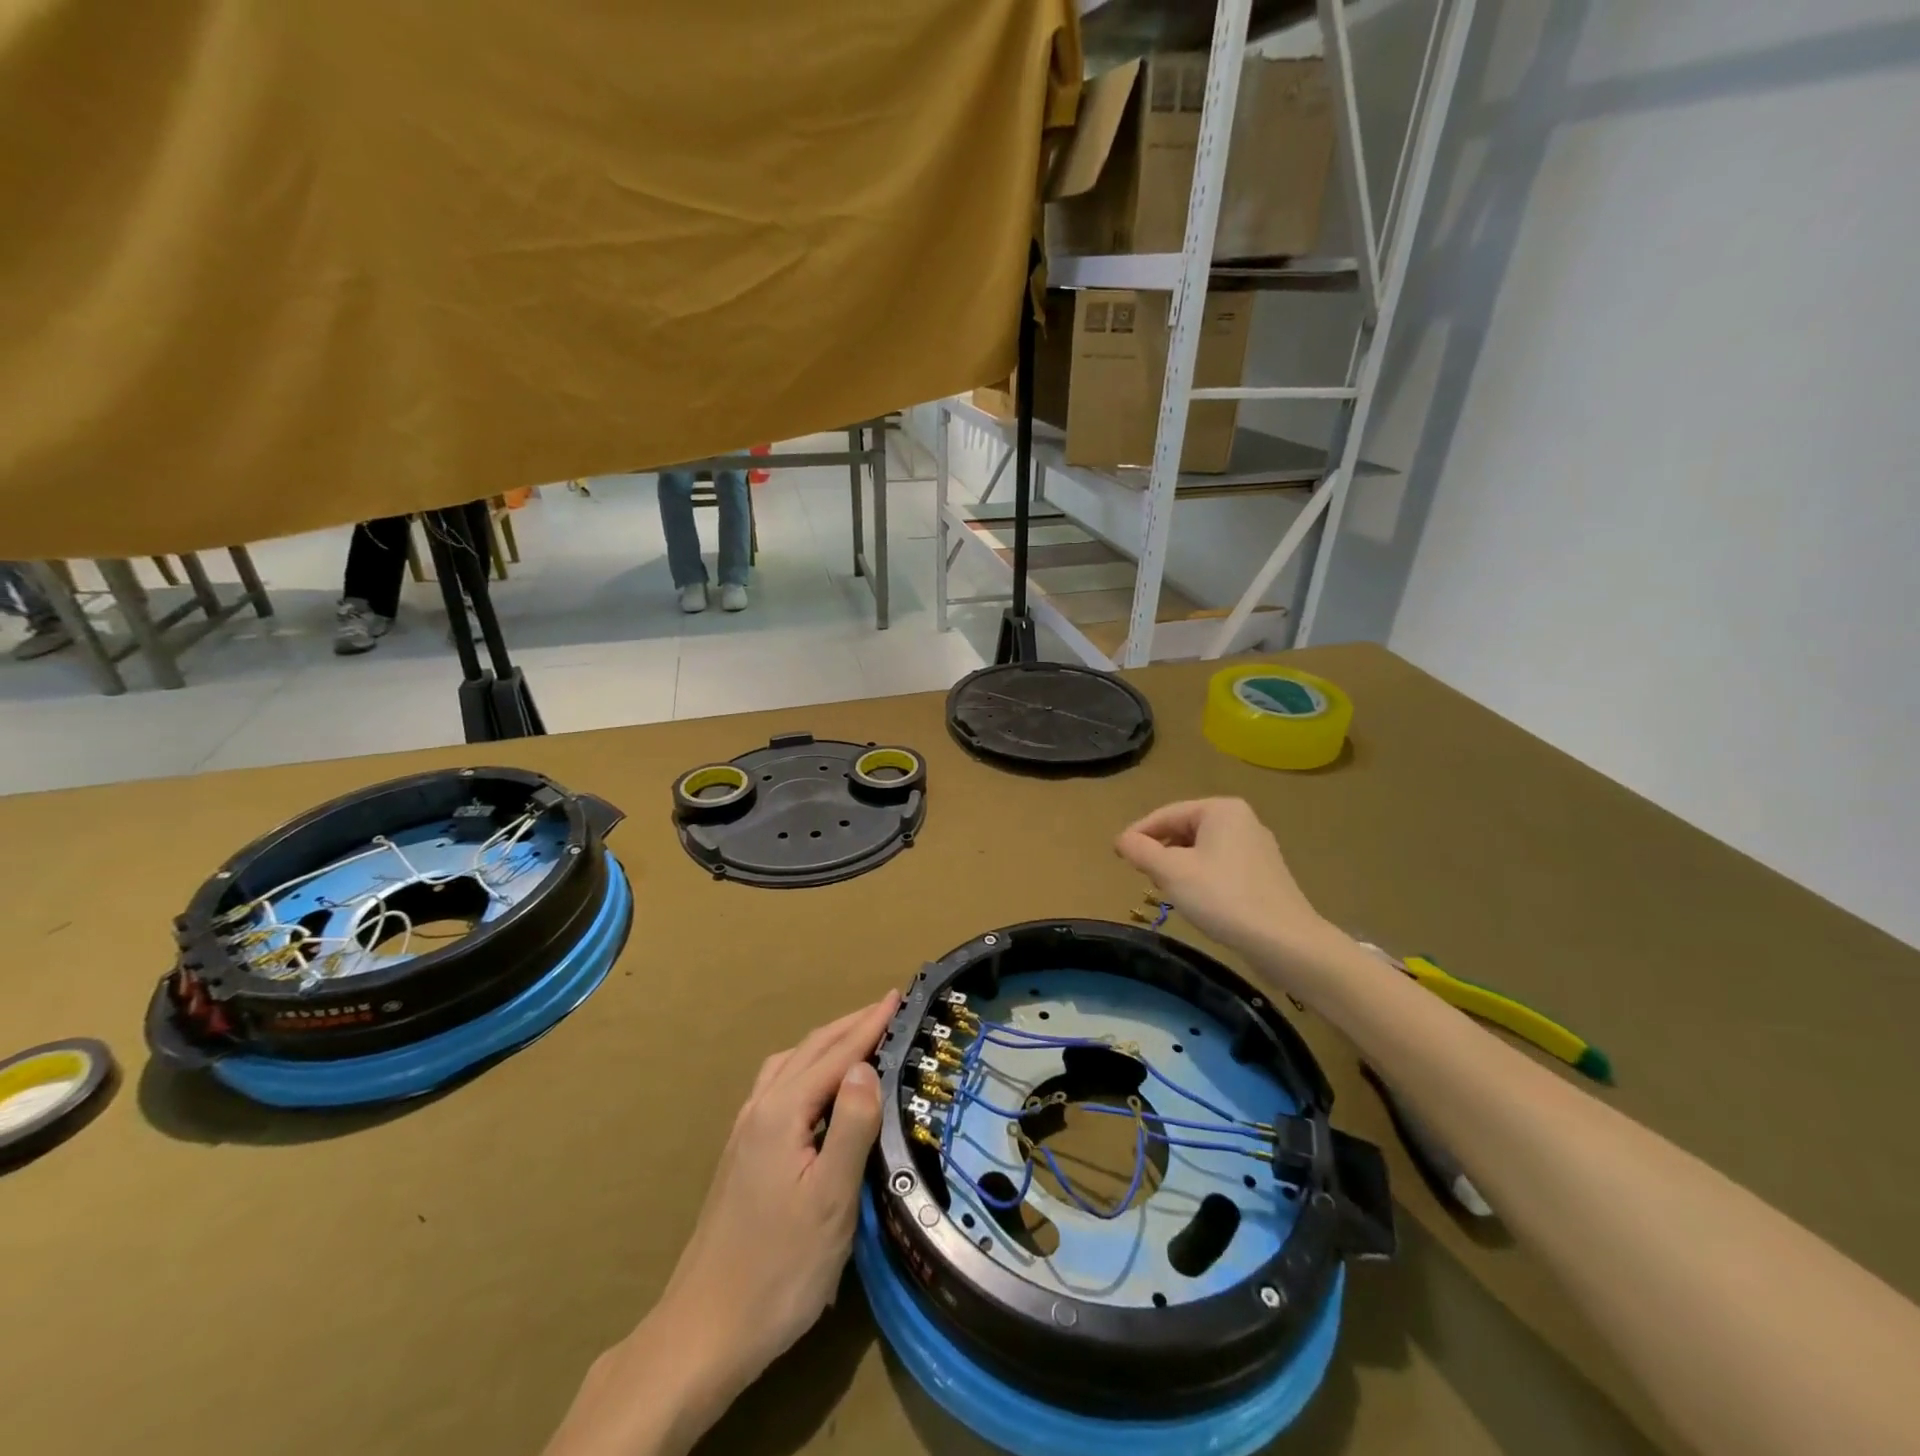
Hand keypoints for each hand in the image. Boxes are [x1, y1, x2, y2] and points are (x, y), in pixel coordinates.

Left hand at [544, 991, 899, 1455]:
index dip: (869, 1024)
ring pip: (790, 1065)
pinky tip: (816, 1089)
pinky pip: (778, 1085)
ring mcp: (745, 1131)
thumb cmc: (779, 1269)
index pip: (836, 1054)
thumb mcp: (830, 1200)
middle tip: (887, 1009)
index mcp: (782, 1113)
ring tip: (858, 1039)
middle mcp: (759, 1109)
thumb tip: (866, 1066)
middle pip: (809, 1050)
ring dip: (826, 1044)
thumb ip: (851, 1126)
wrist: (704, 1331)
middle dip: (850, 1025)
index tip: (898, 996)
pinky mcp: (741, 1153)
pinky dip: (807, 1067)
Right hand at [1116, 798, 1336, 963]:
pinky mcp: (1264, 873)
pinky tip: (1195, 899)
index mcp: (1220, 809)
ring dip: (1178, 866)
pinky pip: (1220, 864)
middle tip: (1143, 876)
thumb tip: (1122, 840)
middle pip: (1184, 829)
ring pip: (1201, 849)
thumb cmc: (1223, 898)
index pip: (1166, 814)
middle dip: (1160, 851)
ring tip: (1166, 889)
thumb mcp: (1171, 872)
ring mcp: (1256, 847)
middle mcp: (1241, 820)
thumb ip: (1141, 851)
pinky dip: (1200, 876)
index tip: (1118, 855)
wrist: (1284, 942)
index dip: (1138, 834)